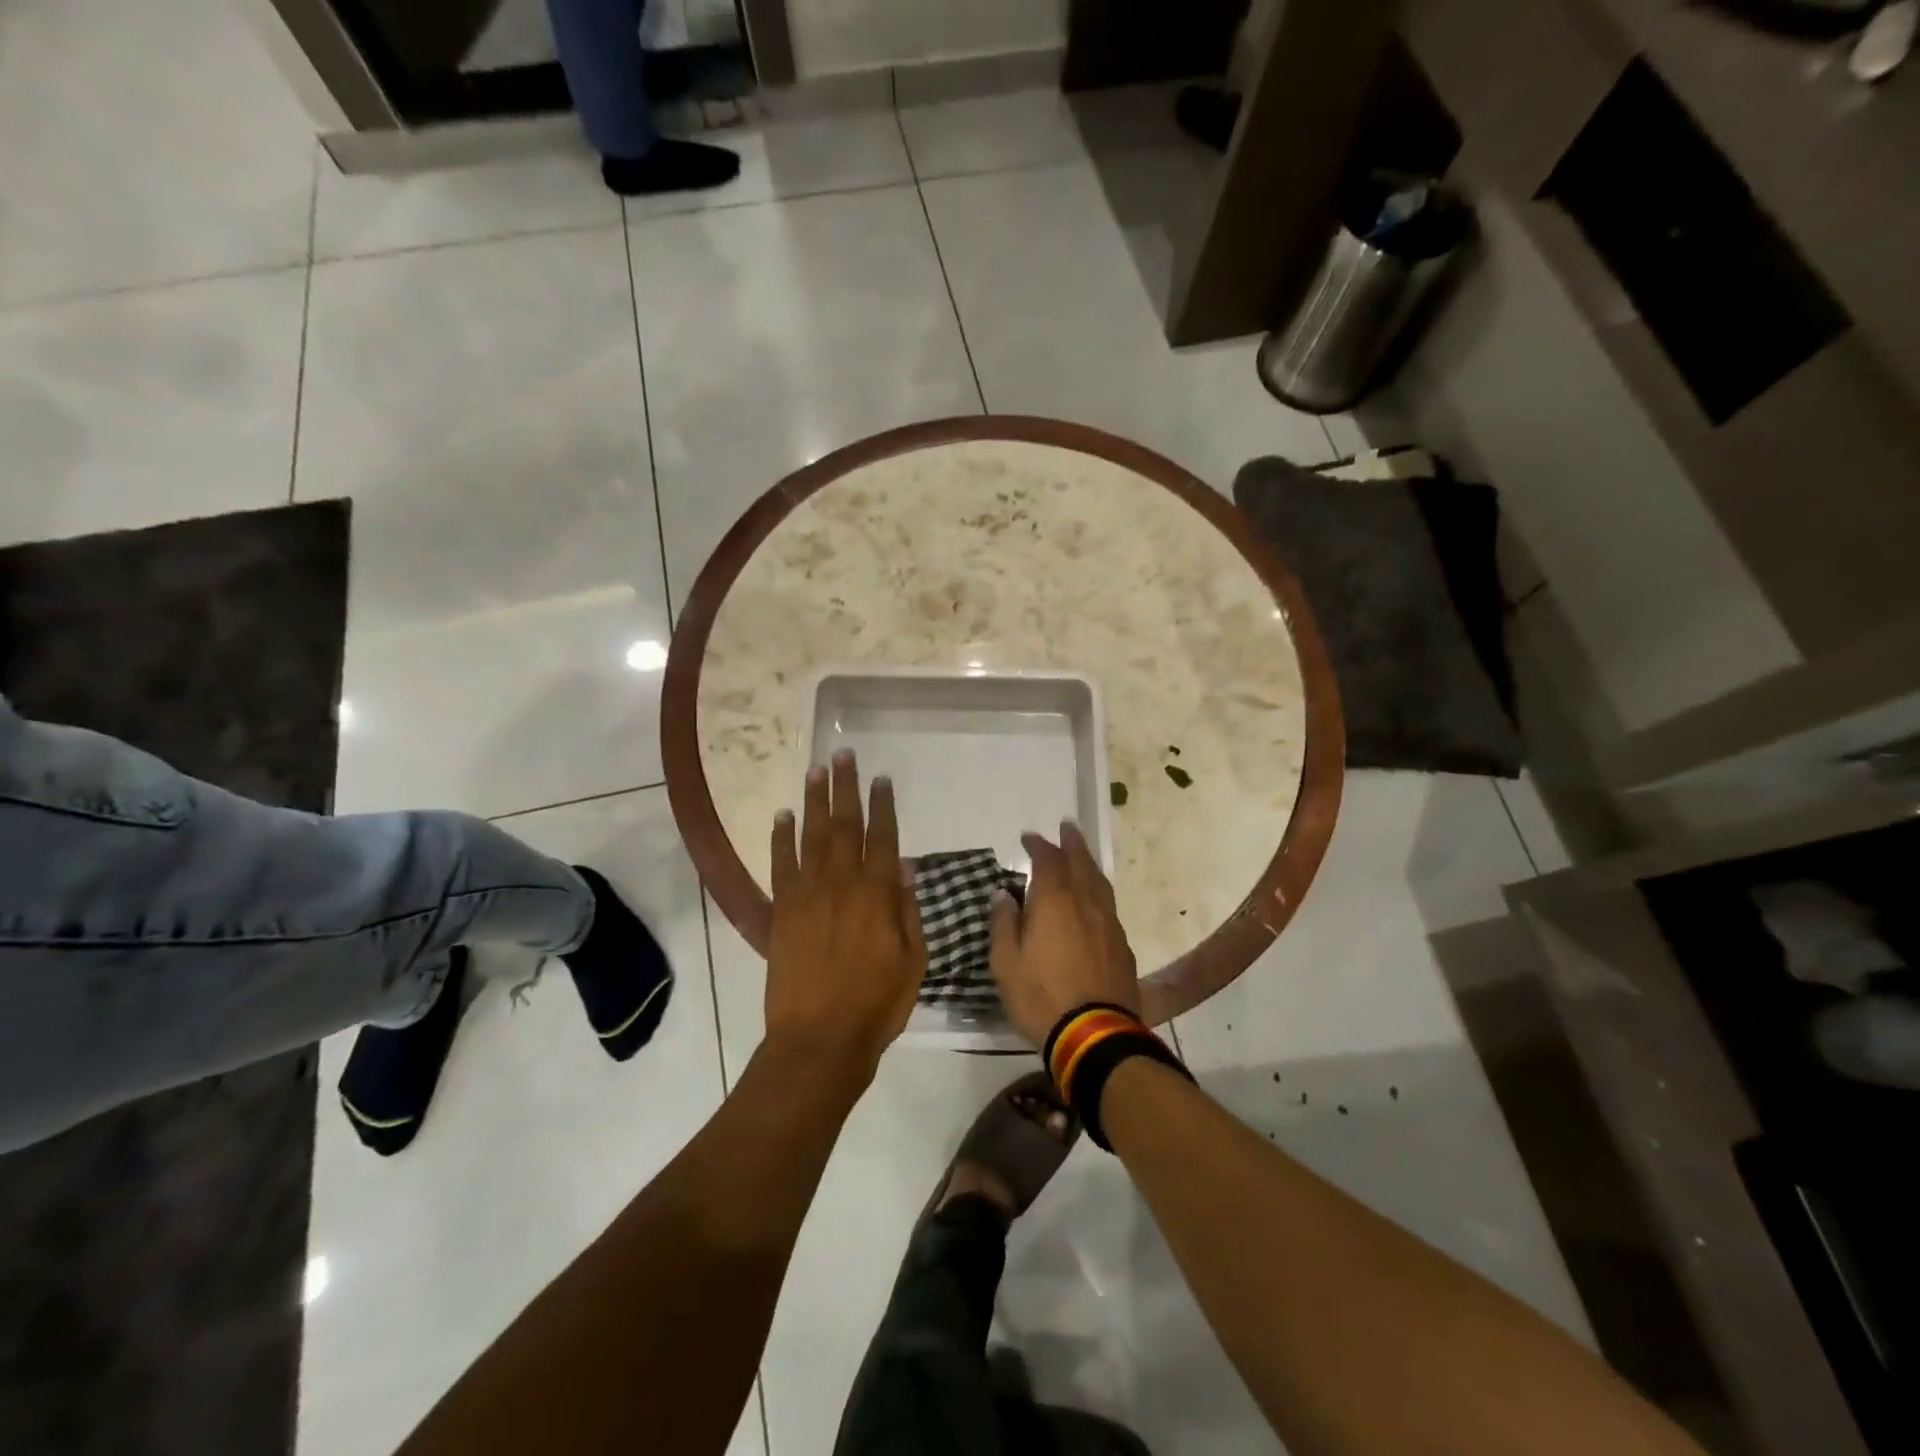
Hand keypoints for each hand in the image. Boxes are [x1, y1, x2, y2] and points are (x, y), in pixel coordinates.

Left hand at [764, 751, 926, 1082]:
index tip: (880, 778)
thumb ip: (908, 910)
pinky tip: (782, 816)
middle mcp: (841, 884)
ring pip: (811, 836)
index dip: (882, 805)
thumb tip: (906, 865)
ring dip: (813, 801)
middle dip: (844, 788)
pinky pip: (780, 865)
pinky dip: (780, 839)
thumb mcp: (913, 961)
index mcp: (878, 895)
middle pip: (844, 825)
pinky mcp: (782, 912)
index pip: (882, 837)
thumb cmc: (877, 1005)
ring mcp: (807, 895)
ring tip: (815, 771)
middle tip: (843, 755)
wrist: (819, 1040)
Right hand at [990, 822, 1138, 1047]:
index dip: (1038, 845)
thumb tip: (1004, 894)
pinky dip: (1098, 891)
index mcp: (1055, 901)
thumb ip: (1004, 923)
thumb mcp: (1005, 962)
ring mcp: (1108, 923)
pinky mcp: (1121, 945)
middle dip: (1072, 843)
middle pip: (1081, 862)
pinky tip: (1094, 900)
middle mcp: (1085, 903)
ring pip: (1100, 882)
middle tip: (1067, 827)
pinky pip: (1108, 905)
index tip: (1029, 838)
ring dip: (1089, 863)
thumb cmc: (1040, 996)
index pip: (1047, 860)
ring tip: (1082, 855)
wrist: (1094, 1034)